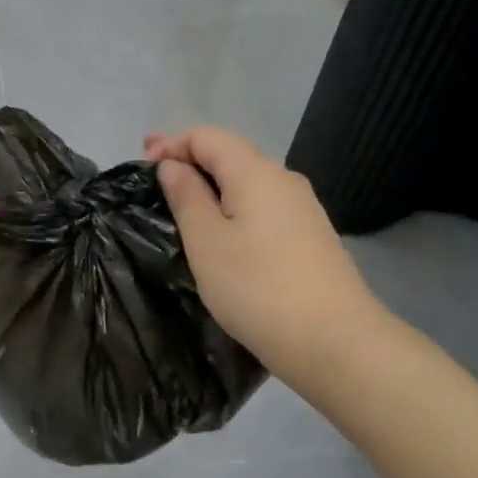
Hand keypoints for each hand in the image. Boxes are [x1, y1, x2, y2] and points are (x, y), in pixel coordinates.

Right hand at [145, 128, 385, 383]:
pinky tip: (224, 232)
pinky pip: (264, 207)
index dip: (171, 144)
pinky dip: (235, 207)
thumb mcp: (206, 241)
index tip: (142, 167)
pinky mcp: (311, 236)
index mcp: (255, 171)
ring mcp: (303, 208)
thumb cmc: (257, 287)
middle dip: (190, 161)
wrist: (335, 341)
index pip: (207, 136)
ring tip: (184, 206)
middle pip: (230, 154)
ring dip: (213, 186)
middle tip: (154, 179)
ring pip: (248, 182)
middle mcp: (283, 178)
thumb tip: (173, 166)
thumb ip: (186, 196)